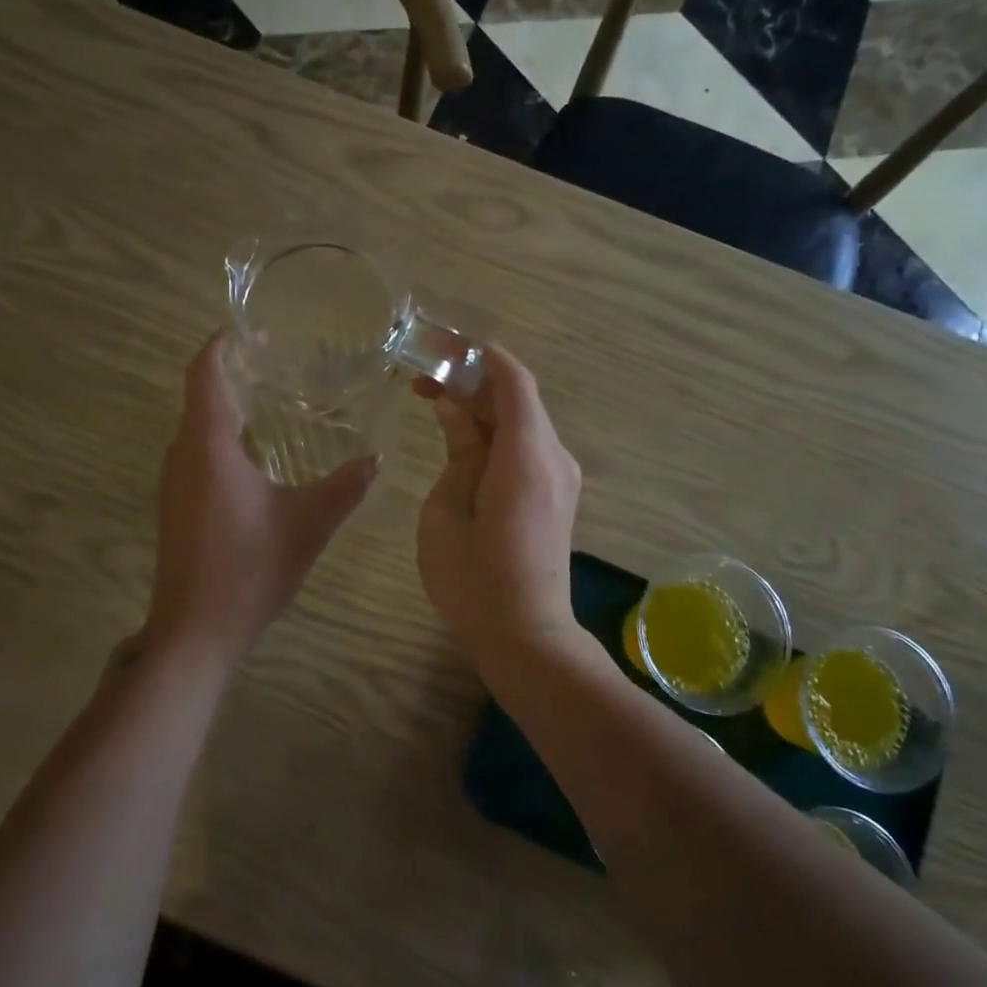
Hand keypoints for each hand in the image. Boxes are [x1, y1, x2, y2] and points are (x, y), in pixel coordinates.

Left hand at [144, 332, 378, 664]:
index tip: (249, 327)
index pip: (205, 375)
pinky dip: (223, 438)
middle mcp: (183, 455)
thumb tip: (375, 459)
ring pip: (198, 428)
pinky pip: (198, 454)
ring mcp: (174, 482)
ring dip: (228, 408)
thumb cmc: (248, 569)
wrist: (194, 631)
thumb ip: (344, 487)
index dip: (221, 345)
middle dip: (233, 373)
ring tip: (274, 400)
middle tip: (279, 361)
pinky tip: (259, 456)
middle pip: (200, 397)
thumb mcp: (307, 525)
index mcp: (208, 447)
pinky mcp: (177, 506)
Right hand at [415, 345, 584, 667]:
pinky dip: (497, 435)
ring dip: (483, 410)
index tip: (440, 348)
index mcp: (526, 455)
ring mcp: (562, 478)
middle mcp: (554, 457)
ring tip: (436, 407)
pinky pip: (528, 448)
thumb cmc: (474, 580)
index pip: (513, 381)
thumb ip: (458, 451)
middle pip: (518, 398)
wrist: (527, 637)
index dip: (478, 357)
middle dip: (473, 383)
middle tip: (424, 382)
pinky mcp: (559, 496)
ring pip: (523, 423)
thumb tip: (456, 411)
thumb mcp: (447, 511)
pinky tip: (464, 442)